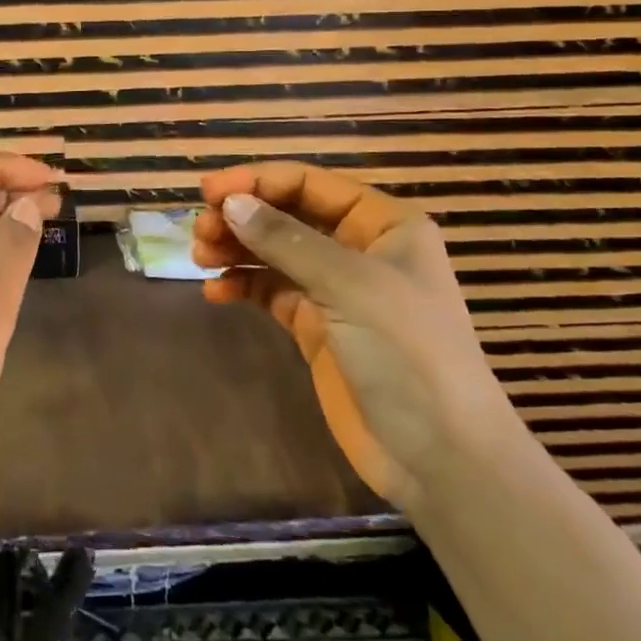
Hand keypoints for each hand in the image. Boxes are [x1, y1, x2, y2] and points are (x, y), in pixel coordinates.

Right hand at [193, 163, 515, 510]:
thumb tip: (230, 202)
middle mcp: (358, 248)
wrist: (440, 459)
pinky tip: (216, 292)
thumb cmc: (408, 353)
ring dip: (236, 249)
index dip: (258, 181)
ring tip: (201, 258)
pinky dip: (243, 286)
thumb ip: (286, 240)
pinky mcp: (316, 327)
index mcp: (382, 223)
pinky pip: (271, 291)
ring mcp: (336, 290)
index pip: (310, 183)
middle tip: (201, 232)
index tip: (210, 191)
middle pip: (287, 215)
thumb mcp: (349, 285)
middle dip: (242, 217)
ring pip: (274, 252)